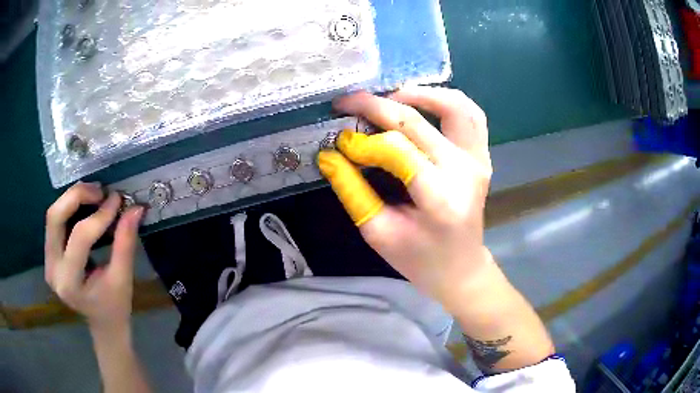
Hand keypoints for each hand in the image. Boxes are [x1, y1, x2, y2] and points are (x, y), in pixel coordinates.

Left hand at [45, 182, 143, 330]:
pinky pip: (55, 223)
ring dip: (72, 199)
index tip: (118, 200)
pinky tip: (85, 207)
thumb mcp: (123, 279)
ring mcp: (48, 261)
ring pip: (53, 216)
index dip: (100, 215)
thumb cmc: (115, 308)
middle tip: (100, 190)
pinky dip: (70, 208)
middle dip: (77, 197)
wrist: (102, 324)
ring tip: (94, 195)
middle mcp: (53, 269)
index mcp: (69, 283)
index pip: (80, 237)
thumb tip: (136, 208)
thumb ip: (126, 242)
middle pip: (55, 218)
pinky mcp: (49, 255)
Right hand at [318, 87, 492, 310]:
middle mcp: (464, 172)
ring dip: (419, 93)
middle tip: (347, 102)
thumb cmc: (419, 259)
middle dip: (376, 106)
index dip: (363, 142)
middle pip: (417, 122)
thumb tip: (330, 153)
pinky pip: (471, 115)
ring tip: (388, 96)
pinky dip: (446, 100)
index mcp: (439, 198)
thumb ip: (352, 190)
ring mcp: (479, 161)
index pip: (397, 150)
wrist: (461, 268)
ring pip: (455, 106)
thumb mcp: (378, 233)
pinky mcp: (482, 157)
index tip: (340, 142)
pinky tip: (423, 103)